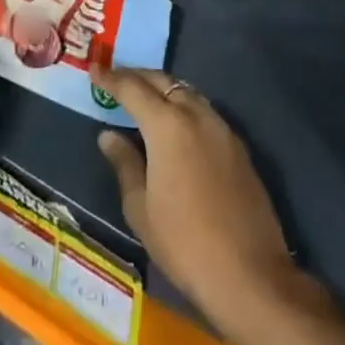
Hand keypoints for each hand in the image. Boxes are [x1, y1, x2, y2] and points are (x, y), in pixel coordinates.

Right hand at [93, 65, 296, 329]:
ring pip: (187, 92)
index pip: (133, 89)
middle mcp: (196, 115)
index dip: (111, 78)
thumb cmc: (184, 243)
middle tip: (116, 80)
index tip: (94, 70)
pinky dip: (184, 107)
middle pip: (163, 82)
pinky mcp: (239, 146)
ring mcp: (222, 128)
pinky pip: (205, 111)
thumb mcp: (141, 209)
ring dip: (164, 89)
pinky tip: (177, 125)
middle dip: (138, 76)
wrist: (250, 274)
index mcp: (167, 125)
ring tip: (145, 99)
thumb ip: (124, 164)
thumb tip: (109, 136)